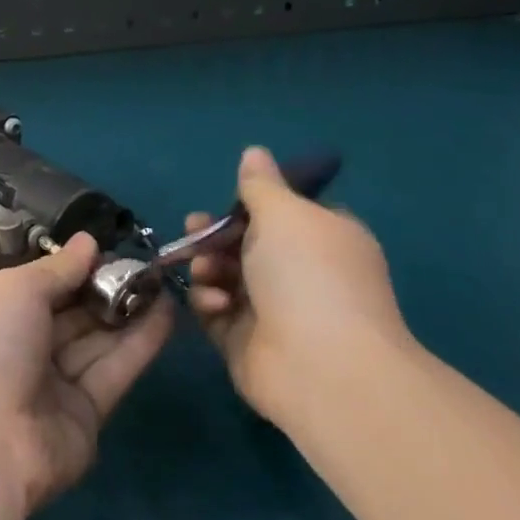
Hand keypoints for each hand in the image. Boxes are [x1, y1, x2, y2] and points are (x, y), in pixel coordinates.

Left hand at [0, 234, 173, 512]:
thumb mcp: (15, 289)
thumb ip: (57, 268)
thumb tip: (88, 241)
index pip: (33, 286)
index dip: (69, 268)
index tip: (106, 248)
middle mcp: (16, 349)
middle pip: (67, 313)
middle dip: (102, 287)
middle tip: (145, 263)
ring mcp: (48, 386)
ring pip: (93, 341)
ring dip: (127, 311)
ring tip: (164, 280)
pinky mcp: (83, 417)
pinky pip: (112, 371)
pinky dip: (138, 343)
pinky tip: (167, 312)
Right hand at [186, 147, 411, 430]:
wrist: (320, 367)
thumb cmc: (308, 276)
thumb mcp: (283, 214)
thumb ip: (260, 185)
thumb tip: (254, 152)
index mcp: (324, 239)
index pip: (287, 215)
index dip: (254, 206)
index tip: (230, 203)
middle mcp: (302, 273)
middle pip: (246, 242)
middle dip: (215, 234)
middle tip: (194, 229)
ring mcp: (274, 310)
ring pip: (225, 274)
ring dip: (208, 266)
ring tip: (205, 271)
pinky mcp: (246, 340)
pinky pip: (216, 309)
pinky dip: (210, 301)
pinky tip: (215, 303)